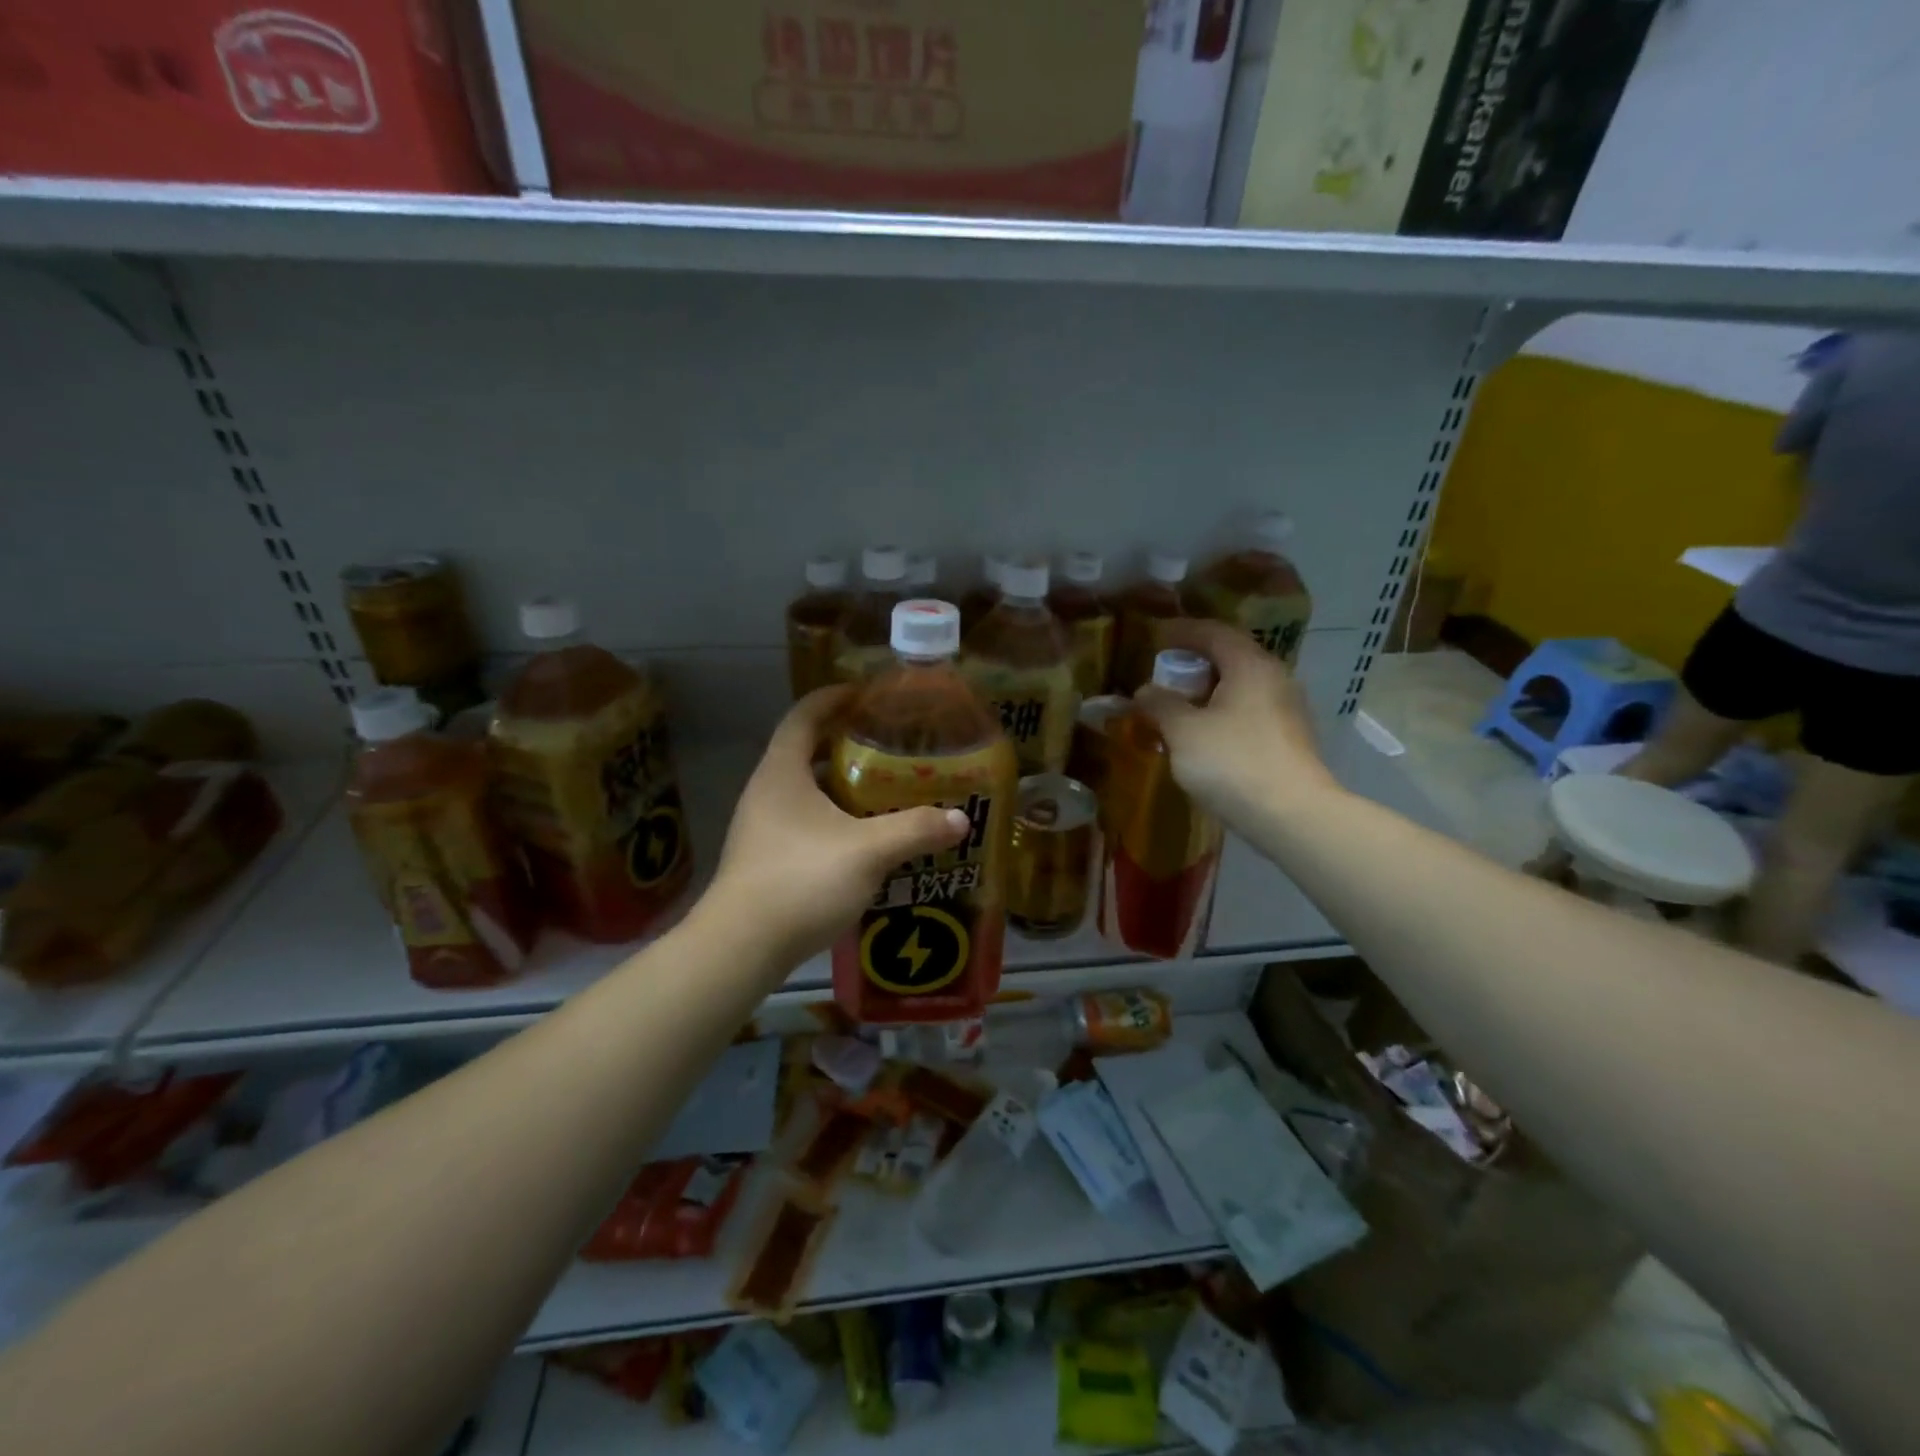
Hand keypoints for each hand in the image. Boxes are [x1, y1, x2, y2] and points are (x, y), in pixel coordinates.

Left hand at [702, 688, 970, 968]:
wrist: (740, 947)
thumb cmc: (800, 880)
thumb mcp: (867, 851)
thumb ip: (915, 830)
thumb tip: (960, 819)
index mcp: (782, 772)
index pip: (805, 715)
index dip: (834, 698)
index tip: (867, 695)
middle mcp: (766, 791)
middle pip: (806, 751)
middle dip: (847, 743)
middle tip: (890, 745)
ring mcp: (761, 827)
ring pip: (806, 791)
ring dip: (842, 785)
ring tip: (885, 789)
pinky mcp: (765, 858)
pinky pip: (804, 821)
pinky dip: (834, 818)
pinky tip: (864, 838)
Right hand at [1134, 619, 1340, 833]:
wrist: (1291, 816)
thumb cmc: (1232, 762)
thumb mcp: (1183, 731)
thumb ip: (1160, 705)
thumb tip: (1145, 691)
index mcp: (1250, 665)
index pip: (1213, 632)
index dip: (1181, 631)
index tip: (1155, 637)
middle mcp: (1274, 678)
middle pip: (1230, 658)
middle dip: (1194, 664)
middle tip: (1163, 676)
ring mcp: (1287, 709)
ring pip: (1240, 688)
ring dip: (1207, 692)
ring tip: (1178, 709)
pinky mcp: (1290, 738)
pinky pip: (1249, 712)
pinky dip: (1222, 714)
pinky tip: (1204, 736)